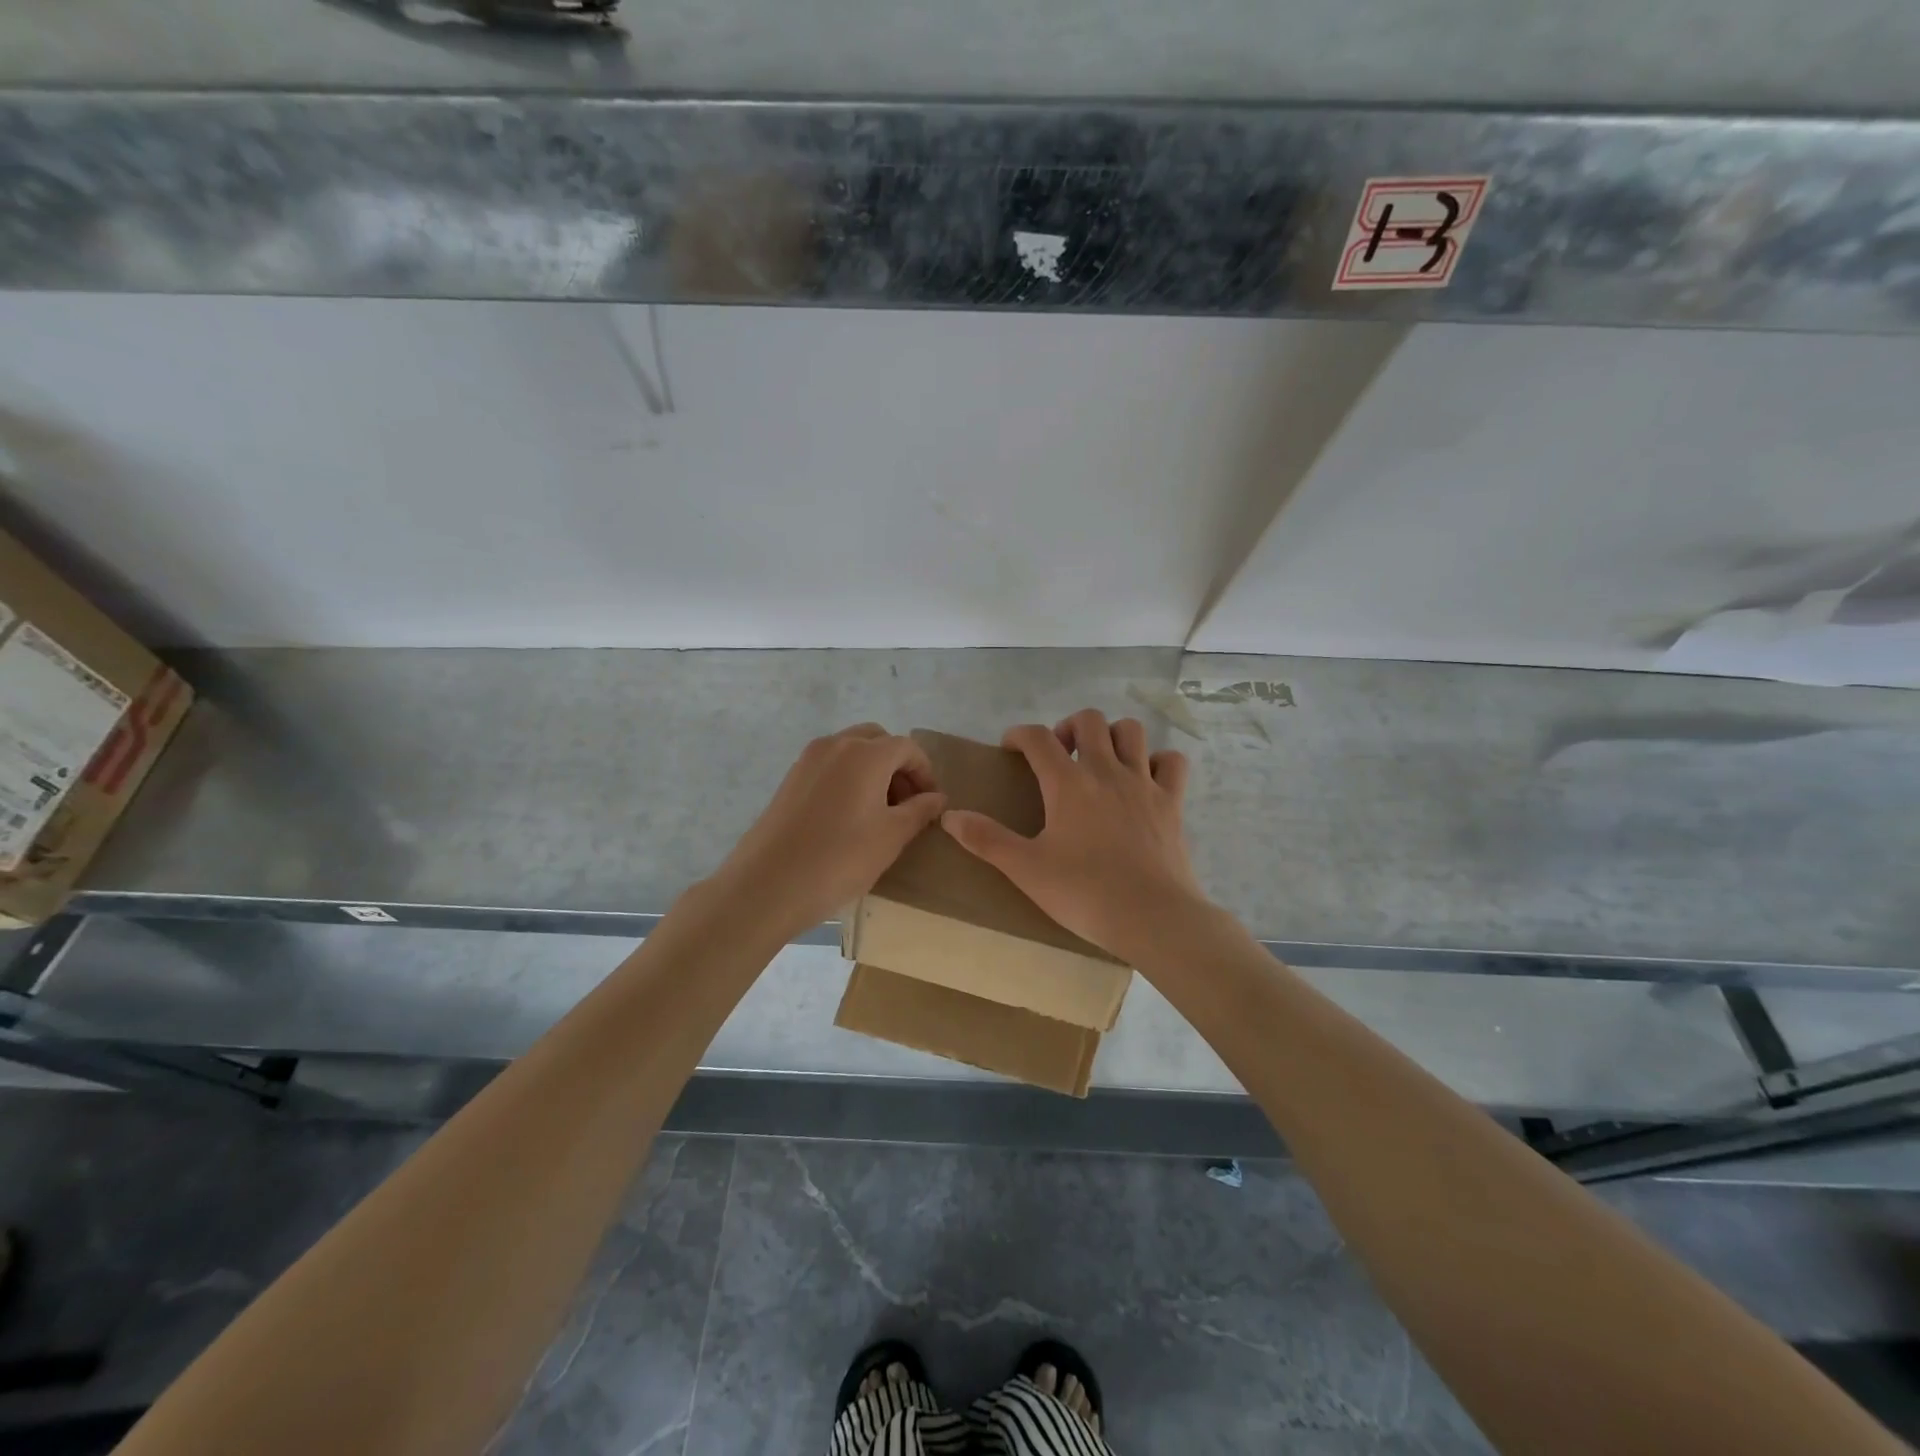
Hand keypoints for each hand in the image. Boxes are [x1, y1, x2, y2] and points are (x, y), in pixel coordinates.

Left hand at [713, 723, 946, 934]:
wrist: (768, 884)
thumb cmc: (840, 859)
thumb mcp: (891, 837)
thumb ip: (919, 811)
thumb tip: (937, 797)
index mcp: (866, 753)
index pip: (907, 748)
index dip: (925, 772)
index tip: (931, 802)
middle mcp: (836, 745)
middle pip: (878, 740)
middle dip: (898, 765)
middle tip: (907, 803)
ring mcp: (808, 759)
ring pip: (851, 750)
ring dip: (873, 770)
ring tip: (880, 812)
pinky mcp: (790, 778)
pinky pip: (830, 765)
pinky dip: (848, 777)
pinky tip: (849, 816)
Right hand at [941, 709, 1208, 962]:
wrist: (1152, 917)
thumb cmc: (1084, 893)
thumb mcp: (1026, 869)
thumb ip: (986, 839)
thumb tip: (949, 815)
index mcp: (1068, 784)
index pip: (1037, 737)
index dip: (1019, 734)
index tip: (1010, 748)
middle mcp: (1106, 771)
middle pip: (1089, 720)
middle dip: (1068, 727)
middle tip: (1059, 755)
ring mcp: (1144, 783)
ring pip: (1131, 731)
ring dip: (1112, 736)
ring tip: (1100, 761)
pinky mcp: (1172, 802)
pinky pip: (1171, 761)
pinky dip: (1157, 761)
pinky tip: (1145, 779)